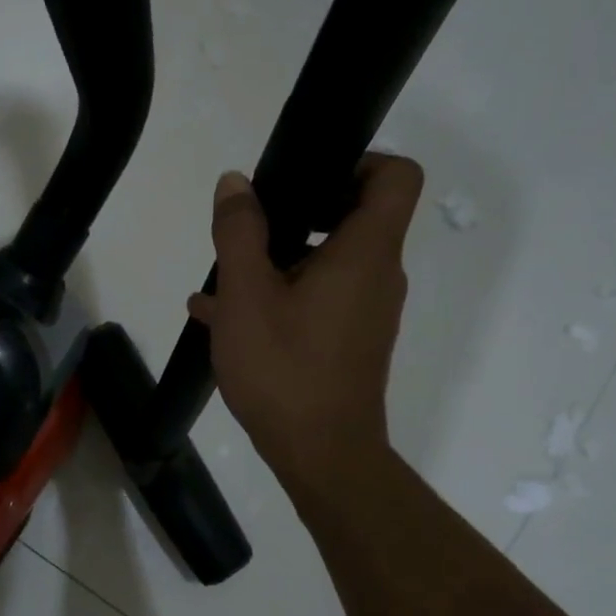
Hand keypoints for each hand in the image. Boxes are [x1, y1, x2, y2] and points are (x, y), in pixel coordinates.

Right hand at [188, 155, 423, 500]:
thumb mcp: (247, 295)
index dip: (357, 160)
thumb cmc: (285, 369)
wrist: (321, 456)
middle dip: (297, 213)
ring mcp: (365, 312)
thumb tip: (236, 183)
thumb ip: (239, 232)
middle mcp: (377, 276)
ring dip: (275, 261)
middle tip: (249, 228)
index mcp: (366, 252)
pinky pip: (315, 300)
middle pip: (354, 217)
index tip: (304, 178)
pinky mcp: (348, 343)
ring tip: (220, 281)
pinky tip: (222, 317)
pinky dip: (278, 296)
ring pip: (325, 263)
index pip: (396, 175)